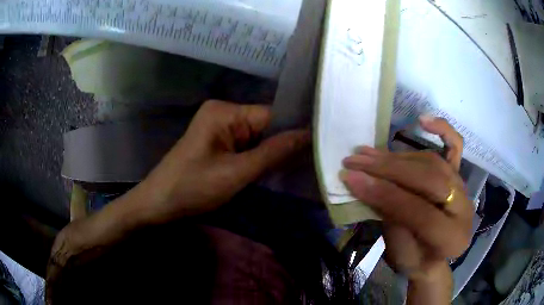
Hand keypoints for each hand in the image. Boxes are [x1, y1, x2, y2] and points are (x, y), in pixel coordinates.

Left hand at [139, 100, 309, 221]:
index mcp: (225, 111)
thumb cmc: (193, 188)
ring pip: (256, 138)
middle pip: (264, 126)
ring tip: (292, 170)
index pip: (270, 116)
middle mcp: (223, 113)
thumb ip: (273, 153)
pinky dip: (257, 159)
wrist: (159, 205)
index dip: (292, 132)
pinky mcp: (216, 144)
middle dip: (281, 146)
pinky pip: (245, 147)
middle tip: (307, 164)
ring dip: (270, 155)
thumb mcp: (236, 173)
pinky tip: (270, 171)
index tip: (315, 150)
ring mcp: (219, 128)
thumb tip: (308, 135)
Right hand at [341, 116, 472, 280]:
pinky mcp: (458, 176)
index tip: (352, 180)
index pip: (420, 213)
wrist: (432, 258)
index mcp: (452, 239)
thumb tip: (368, 184)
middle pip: (429, 180)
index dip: (385, 195)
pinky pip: (455, 148)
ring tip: (365, 153)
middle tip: (355, 163)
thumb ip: (390, 218)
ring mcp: (463, 188)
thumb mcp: (398, 251)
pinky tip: (423, 121)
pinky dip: (442, 130)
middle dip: (388, 170)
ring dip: (395, 156)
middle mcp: (463, 208)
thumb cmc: (414, 260)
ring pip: (431, 162)